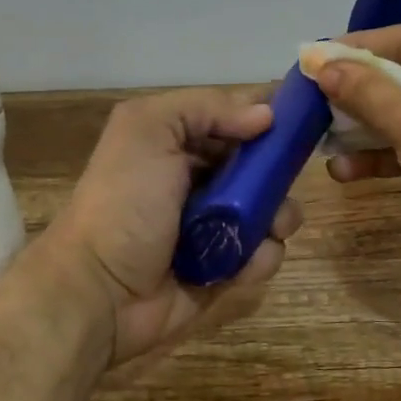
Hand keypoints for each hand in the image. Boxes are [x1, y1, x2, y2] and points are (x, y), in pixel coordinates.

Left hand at [38, 88, 303, 364]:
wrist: (99, 292)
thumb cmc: (124, 203)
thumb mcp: (149, 130)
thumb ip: (205, 107)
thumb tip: (266, 115)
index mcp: (177, 142)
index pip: (234, 118)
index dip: (269, 116)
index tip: (301, 120)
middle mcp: (197, 180)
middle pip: (260, 166)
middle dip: (278, 173)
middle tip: (281, 183)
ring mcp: (213, 227)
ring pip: (270, 211)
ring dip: (278, 217)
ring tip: (270, 228)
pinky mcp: (224, 269)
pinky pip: (262, 256)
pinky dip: (261, 258)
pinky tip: (244, 264)